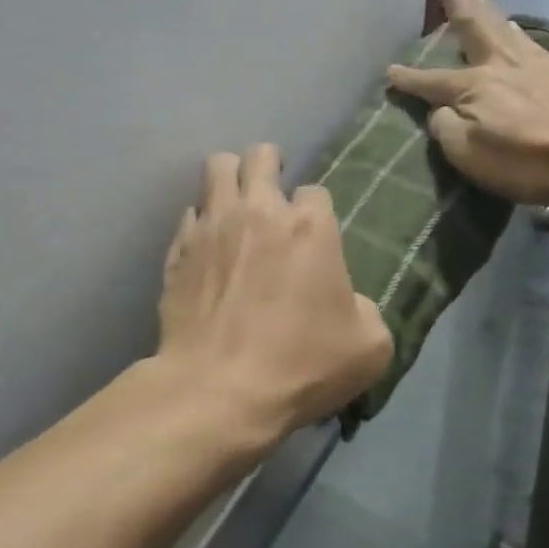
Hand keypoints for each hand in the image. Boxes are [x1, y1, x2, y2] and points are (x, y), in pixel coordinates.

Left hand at [157, 144, 392, 435]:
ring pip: (217, 168)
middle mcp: (259, 212)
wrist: (218, 390)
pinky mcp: (178, 250)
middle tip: (272, 190)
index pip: (315, 191)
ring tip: (235, 202)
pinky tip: (206, 246)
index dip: (316, 211)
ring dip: (230, 178)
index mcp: (310, 228)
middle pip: (260, 156)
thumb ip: (367, 311)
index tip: (314, 236)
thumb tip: (349, 303)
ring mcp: (212, 227)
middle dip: (269, 165)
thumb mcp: (370, 348)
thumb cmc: (301, 366)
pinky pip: (189, 215)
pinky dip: (200, 223)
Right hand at [388, 0, 548, 206]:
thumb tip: (440, 111)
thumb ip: (446, 128)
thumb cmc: (528, 160)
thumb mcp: (469, 155)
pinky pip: (528, 40)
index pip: (430, 81)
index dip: (408, 79)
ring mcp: (535, 63)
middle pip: (469, 19)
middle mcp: (500, 63)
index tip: (389, 72)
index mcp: (473, 86)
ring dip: (484, 3)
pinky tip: (516, 28)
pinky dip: (515, 29)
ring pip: (501, 24)